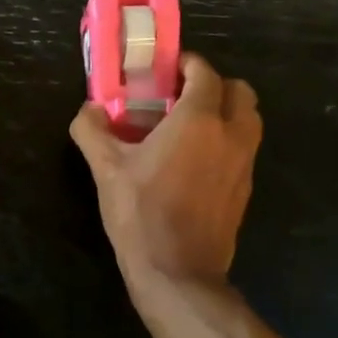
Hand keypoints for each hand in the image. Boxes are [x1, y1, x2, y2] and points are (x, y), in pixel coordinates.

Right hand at [70, 53, 261, 290]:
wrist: (178, 272)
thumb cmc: (141, 214)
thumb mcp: (106, 170)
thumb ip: (92, 131)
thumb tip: (88, 110)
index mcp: (199, 120)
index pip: (206, 73)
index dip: (188, 64)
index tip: (167, 69)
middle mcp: (231, 134)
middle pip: (240, 91)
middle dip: (214, 85)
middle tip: (181, 96)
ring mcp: (244, 163)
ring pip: (249, 119)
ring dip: (226, 112)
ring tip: (189, 127)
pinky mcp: (245, 188)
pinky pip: (244, 149)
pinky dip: (227, 141)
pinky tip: (195, 161)